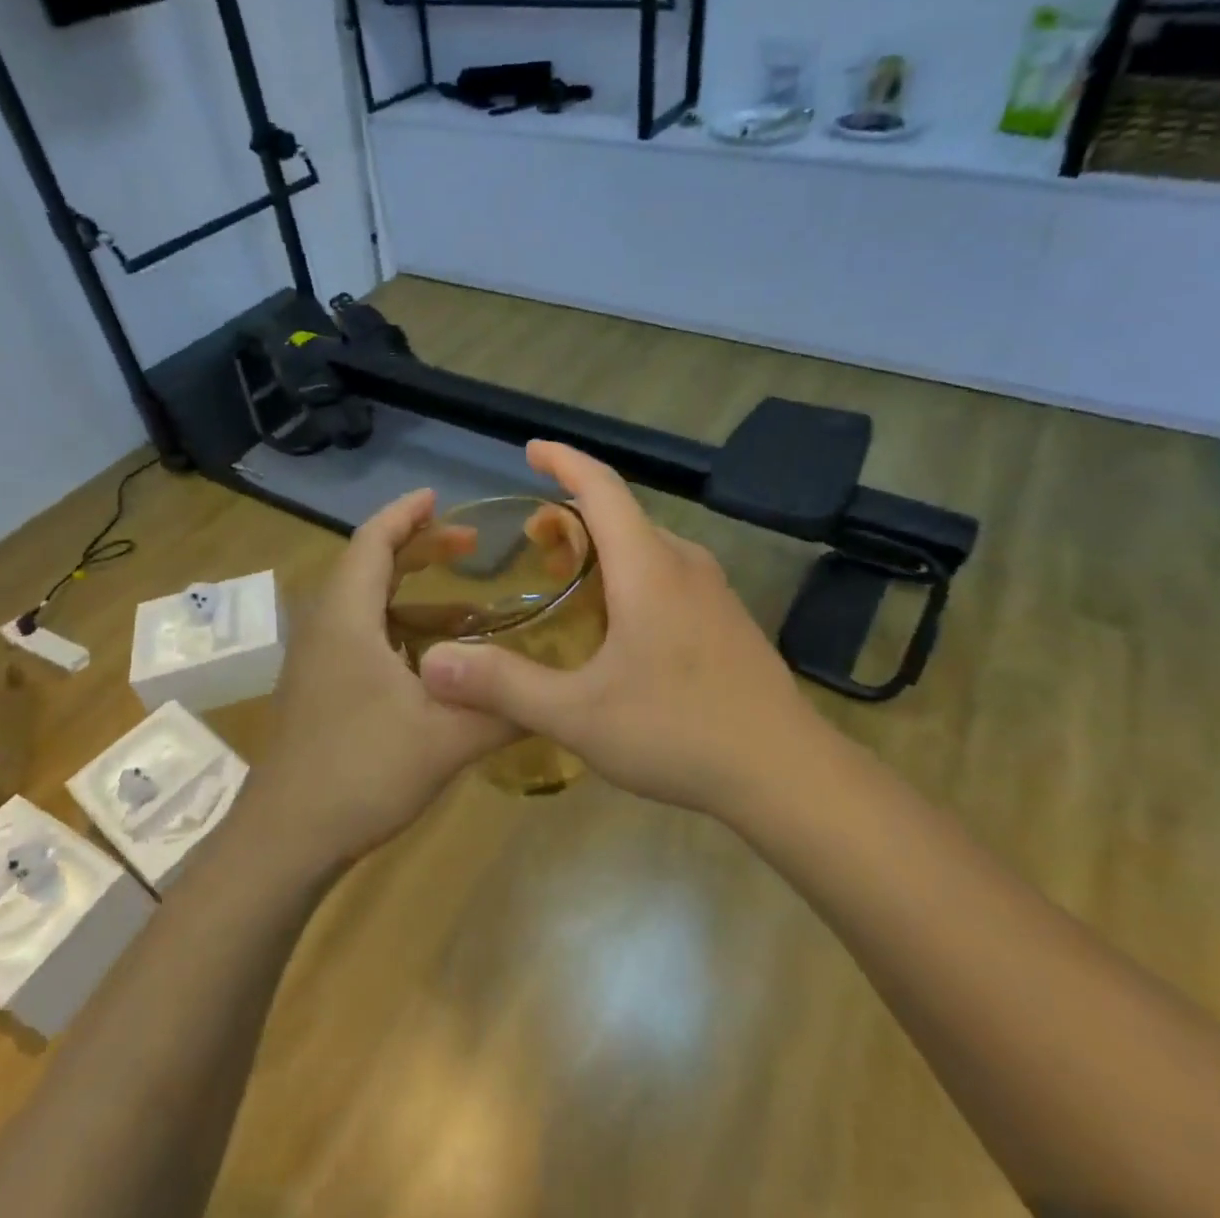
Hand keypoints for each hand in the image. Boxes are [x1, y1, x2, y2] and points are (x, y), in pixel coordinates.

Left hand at [242, 489, 514, 875]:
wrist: (285, 841)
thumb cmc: (360, 773)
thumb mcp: (446, 740)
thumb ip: (504, 710)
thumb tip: (558, 691)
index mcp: (347, 619)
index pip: (372, 542)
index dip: (406, 514)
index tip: (440, 497)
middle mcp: (325, 628)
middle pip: (369, 567)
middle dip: (418, 549)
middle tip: (469, 545)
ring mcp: (316, 661)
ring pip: (366, 606)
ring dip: (413, 595)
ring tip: (469, 606)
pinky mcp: (318, 689)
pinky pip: (361, 637)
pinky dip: (400, 631)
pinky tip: (437, 662)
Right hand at [418, 441, 815, 815]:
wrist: (786, 771)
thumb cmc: (679, 731)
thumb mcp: (579, 715)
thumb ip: (504, 685)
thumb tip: (433, 663)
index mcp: (647, 566)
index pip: (602, 487)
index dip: (564, 460)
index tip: (532, 449)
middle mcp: (684, 563)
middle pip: (623, 514)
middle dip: (574, 513)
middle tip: (534, 540)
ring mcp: (714, 591)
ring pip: (648, 545)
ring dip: (605, 545)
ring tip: (569, 575)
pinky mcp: (728, 619)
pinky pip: (669, 573)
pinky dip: (632, 572)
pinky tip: (620, 623)